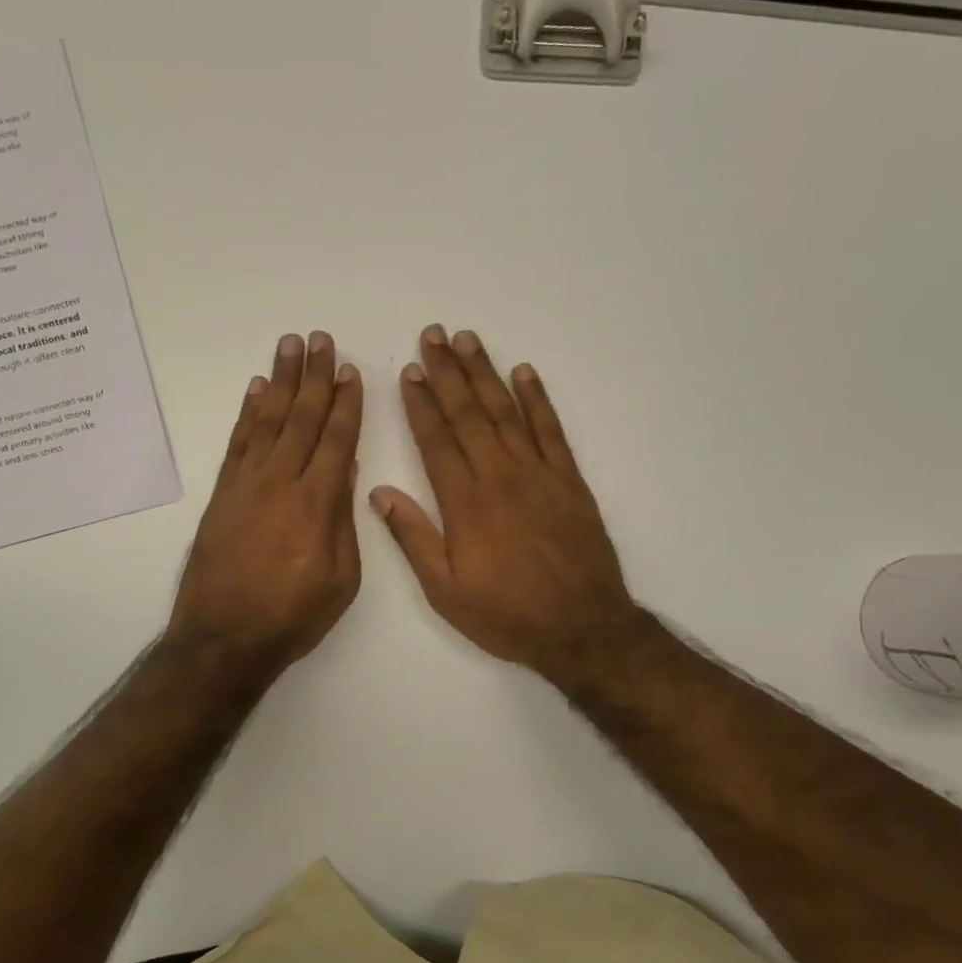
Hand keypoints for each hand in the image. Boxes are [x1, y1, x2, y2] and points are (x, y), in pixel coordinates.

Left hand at [167, 332, 363, 678]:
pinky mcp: (222, 494)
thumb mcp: (341, 579)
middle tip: (321, 339)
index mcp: (317, 504)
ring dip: (281, 380)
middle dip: (315, 377)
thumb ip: (344, 522)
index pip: (336, 440)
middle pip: (302, 419)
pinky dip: (248, 413)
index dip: (346, 404)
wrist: (224, 638)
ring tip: (290, 346)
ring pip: (268, 420)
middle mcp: (280, 482)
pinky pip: (237, 442)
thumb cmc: (293, 616)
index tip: (351, 371)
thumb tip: (344, 473)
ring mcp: (246, 485)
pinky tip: (257, 390)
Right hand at [372, 326, 641, 687]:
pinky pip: (551, 429)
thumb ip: (413, 538)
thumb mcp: (445, 590)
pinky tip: (524, 373)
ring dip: (485, 373)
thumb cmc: (506, 614)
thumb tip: (380, 492)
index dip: (419, 403)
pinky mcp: (570, 480)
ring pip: (506, 411)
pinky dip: (538, 398)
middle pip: (468, 413)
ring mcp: (539, 473)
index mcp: (465, 502)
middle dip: (447, 372)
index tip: (408, 371)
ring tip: (467, 340)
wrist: (581, 628)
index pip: (436, 439)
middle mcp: (500, 476)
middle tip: (432, 335)